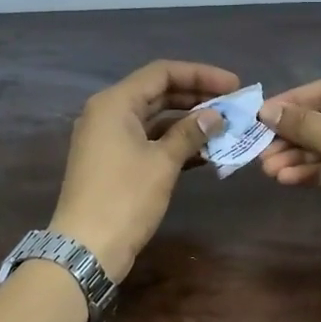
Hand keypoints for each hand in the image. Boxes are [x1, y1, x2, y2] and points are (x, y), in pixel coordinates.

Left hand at [48, 60, 237, 280]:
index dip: (200, 75)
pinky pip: (148, 141)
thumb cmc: (125, 198)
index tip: (234, 85)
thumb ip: (190, 132)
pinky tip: (204, 152)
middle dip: (196, 97)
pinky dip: (174, 142)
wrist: (86, 248)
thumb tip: (215, 116)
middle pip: (158, 93)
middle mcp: (108, 113)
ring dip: (188, 122)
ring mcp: (108, 139)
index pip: (162, 73)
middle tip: (233, 105)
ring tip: (224, 128)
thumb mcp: (162, 162)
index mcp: (115, 103)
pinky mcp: (113, 162)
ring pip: (154, 118)